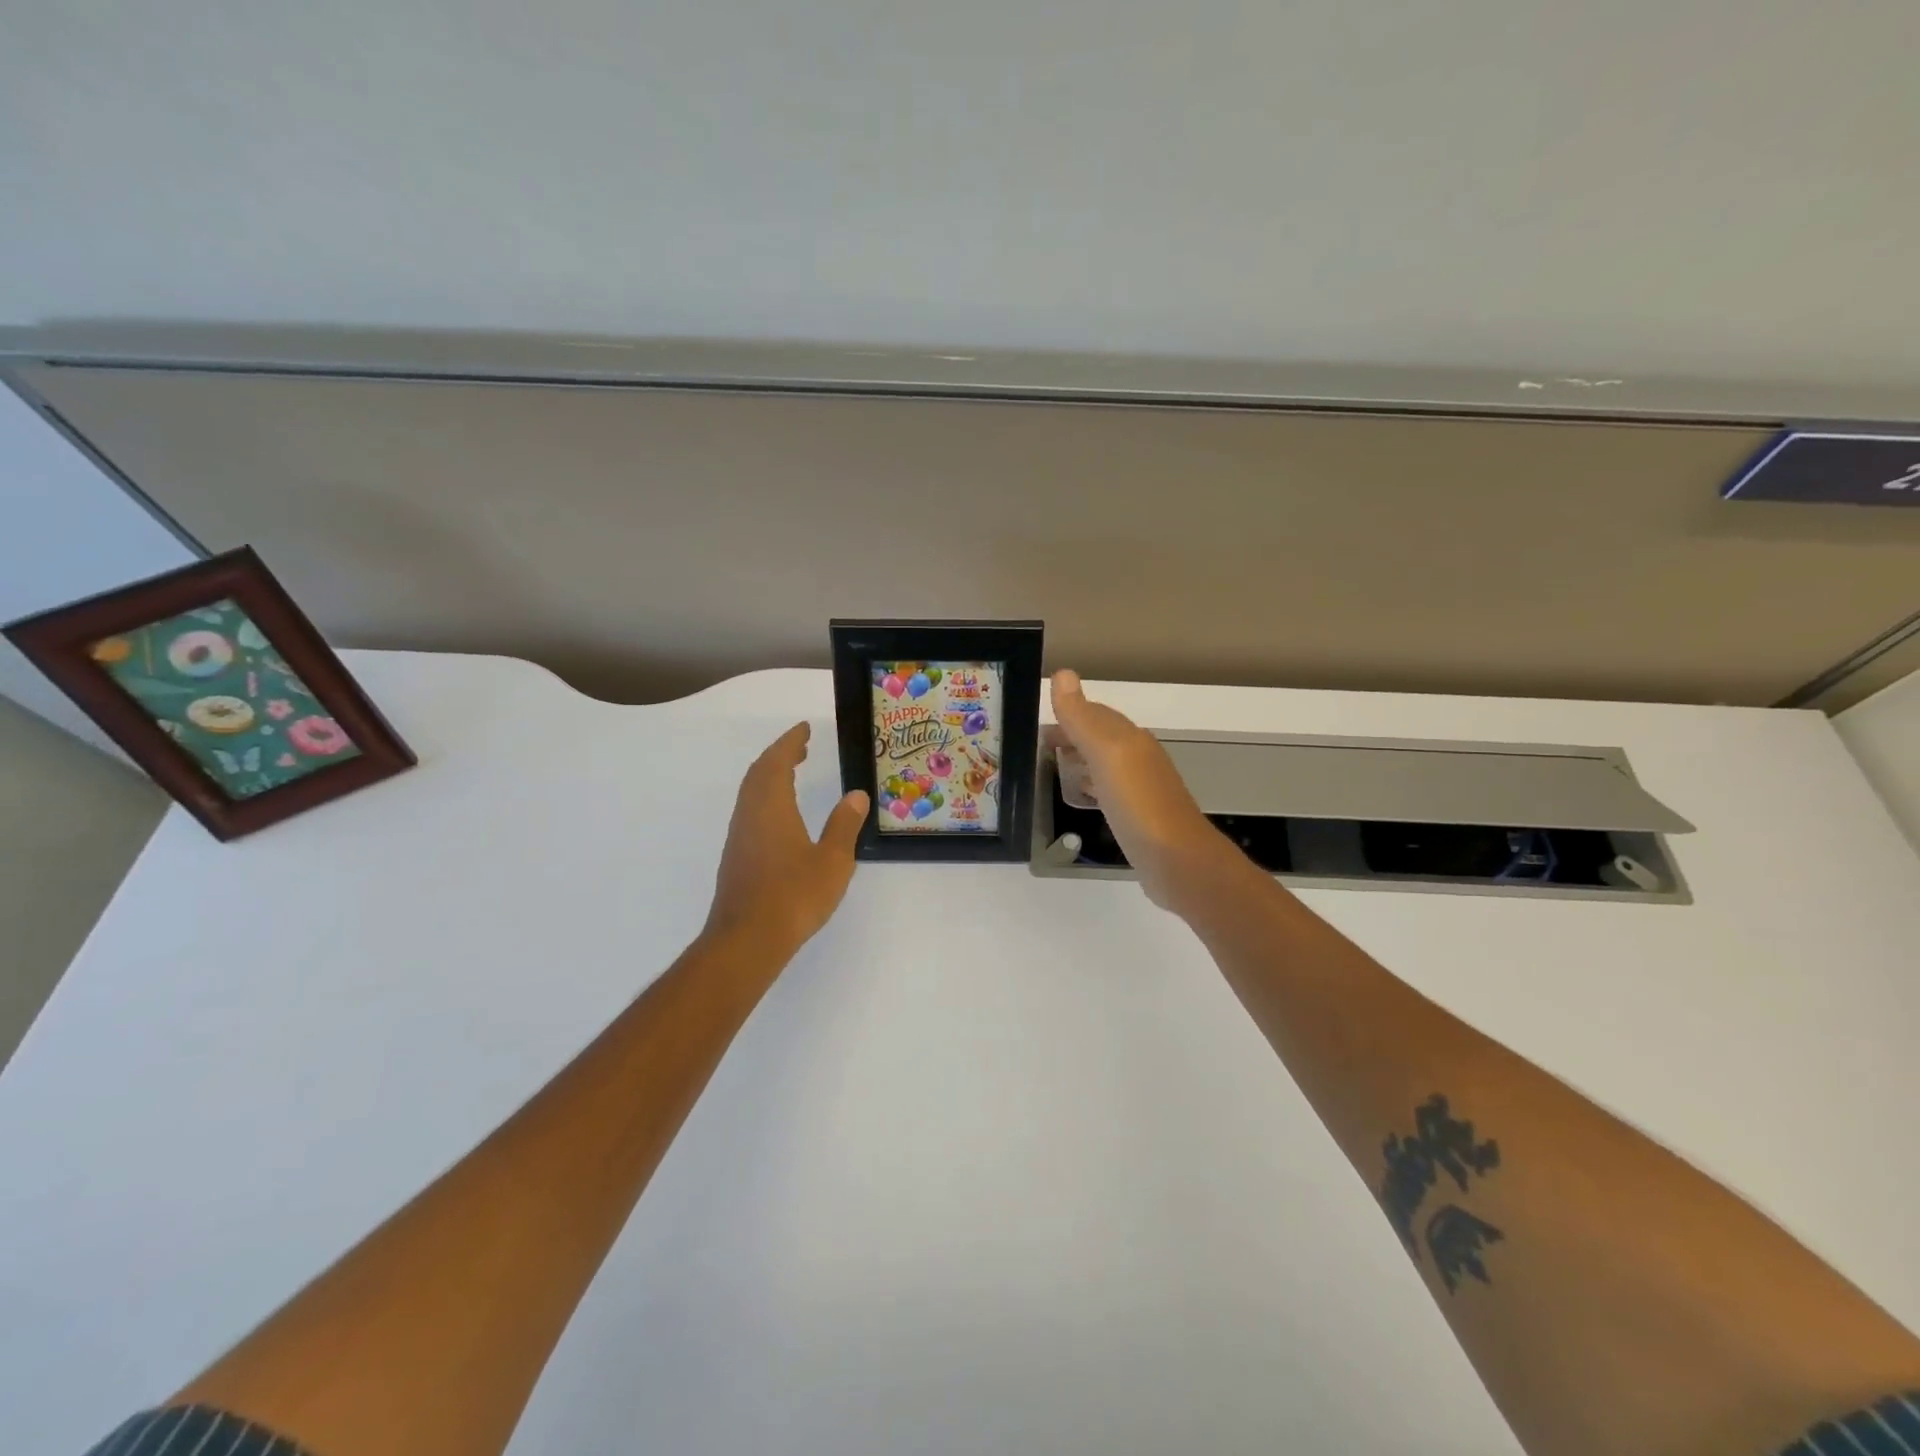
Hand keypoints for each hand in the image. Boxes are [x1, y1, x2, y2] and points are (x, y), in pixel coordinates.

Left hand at [706, 723, 868, 956]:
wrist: (746, 940)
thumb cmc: (793, 896)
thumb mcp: (832, 860)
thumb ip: (843, 825)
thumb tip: (855, 795)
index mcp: (771, 807)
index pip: (776, 762)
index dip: (790, 742)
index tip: (804, 729)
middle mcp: (750, 815)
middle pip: (759, 774)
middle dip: (778, 755)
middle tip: (800, 747)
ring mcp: (739, 837)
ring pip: (751, 794)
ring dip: (770, 776)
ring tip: (792, 773)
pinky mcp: (736, 858)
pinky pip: (750, 812)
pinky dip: (765, 798)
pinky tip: (781, 816)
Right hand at [1049, 670, 1235, 912]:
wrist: (1177, 860)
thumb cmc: (1138, 803)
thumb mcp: (1106, 754)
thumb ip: (1083, 717)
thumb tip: (1063, 673)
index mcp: (1130, 738)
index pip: (1094, 713)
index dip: (1067, 713)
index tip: (1035, 723)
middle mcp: (1138, 757)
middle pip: (1100, 736)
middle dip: (1071, 735)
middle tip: (1037, 746)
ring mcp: (1141, 788)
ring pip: (1105, 762)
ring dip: (1080, 759)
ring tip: (1053, 766)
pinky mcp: (1139, 816)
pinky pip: (1109, 790)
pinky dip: (1091, 785)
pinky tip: (1083, 796)